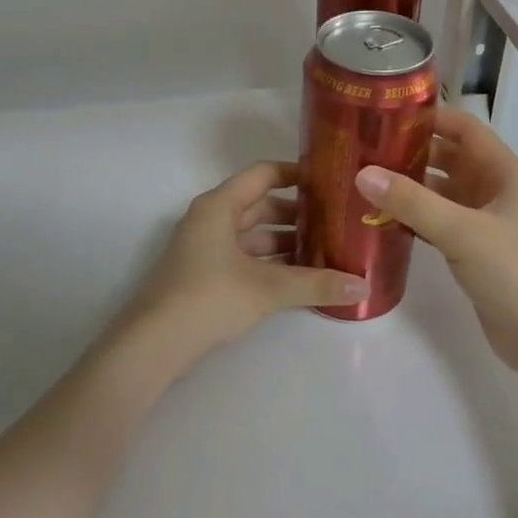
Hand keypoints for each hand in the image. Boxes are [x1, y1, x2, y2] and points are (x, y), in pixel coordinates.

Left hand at [99, 161, 369, 384]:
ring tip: (326, 251)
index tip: (331, 181)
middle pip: (260, 205)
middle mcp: (211, 219)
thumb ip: (316, 284)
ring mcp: (205, 248)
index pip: (263, 174)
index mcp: (220, 206)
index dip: (296, 174)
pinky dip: (270, 264)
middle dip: (298, 214)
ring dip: (285, 242)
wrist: (153, 344)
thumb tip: (363, 285)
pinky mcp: (204, 275)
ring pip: (253, 235)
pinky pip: (245, 258)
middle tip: (337, 221)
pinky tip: (300, 279)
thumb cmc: (208, 297)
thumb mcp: (267, 289)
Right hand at [355, 108, 517, 374]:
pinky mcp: (476, 250)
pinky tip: (383, 220)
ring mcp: (487, 222)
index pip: (465, 129)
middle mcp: (496, 191)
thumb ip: (412, 202)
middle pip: (450, 159)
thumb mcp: (462, 232)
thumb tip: (362, 173)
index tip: (385, 114)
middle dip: (412, 152)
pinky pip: (440, 222)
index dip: (430, 117)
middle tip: (365, 149)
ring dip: (411, 186)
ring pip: (443, 192)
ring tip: (366, 181)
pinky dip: (415, 217)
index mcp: (505, 173)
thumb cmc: (515, 273)